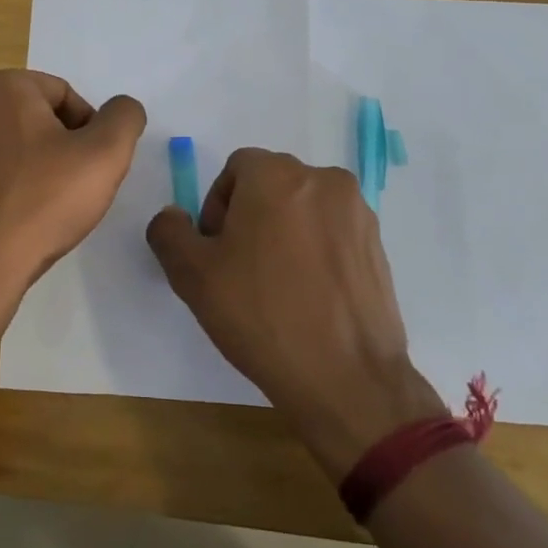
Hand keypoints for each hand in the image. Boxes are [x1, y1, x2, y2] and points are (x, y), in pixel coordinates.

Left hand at [0, 69, 145, 316]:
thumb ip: (124, 118)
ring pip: (10, 142)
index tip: (92, 168)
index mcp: (1, 85)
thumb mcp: (105, 155)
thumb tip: (121, 108)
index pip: (64, 95)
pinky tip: (18, 215)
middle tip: (75, 186)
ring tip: (47, 204)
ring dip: (34, 164)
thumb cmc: (42, 203)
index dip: (89, 130)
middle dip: (61, 145)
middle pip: (35, 116)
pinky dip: (7, 183)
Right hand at [146, 148, 444, 477]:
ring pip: (303, 208)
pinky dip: (315, 250)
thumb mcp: (192, 275)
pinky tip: (309, 296)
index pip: (236, 169)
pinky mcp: (378, 245)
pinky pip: (332, 232)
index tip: (217, 252)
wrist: (346, 378)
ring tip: (277, 286)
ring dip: (283, 232)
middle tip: (240, 269)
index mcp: (276, 175)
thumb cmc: (262, 316)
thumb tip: (174, 216)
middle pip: (271, 184)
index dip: (217, 207)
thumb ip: (169, 232)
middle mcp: (323, 180)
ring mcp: (357, 212)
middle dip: (249, 216)